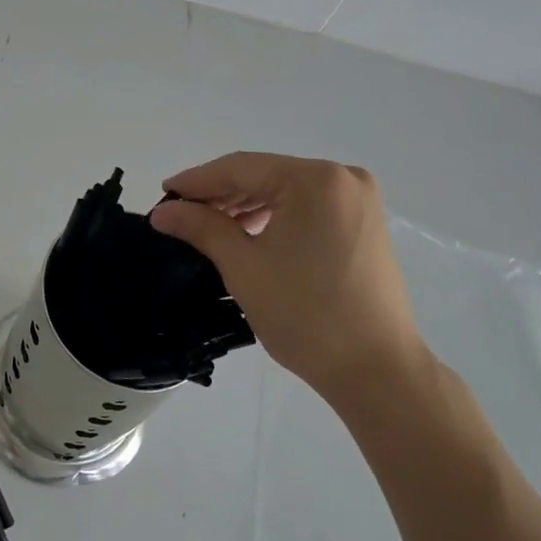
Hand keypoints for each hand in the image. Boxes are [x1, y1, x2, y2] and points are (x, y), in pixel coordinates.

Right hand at [149, 153, 428, 411]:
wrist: (377, 371)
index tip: (162, 194)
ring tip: (207, 225)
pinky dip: (275, 216)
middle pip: (265, 175)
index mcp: (315, 180)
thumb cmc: (306, 316)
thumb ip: (201, 227)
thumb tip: (162, 210)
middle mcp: (342, 177)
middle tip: (179, 213)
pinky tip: (247, 231)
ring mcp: (358, 199)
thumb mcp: (244, 267)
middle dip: (220, 194)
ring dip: (246, 205)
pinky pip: (307, 206)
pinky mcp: (364, 222)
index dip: (197, 181)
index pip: (241, 168)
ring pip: (285, 191)